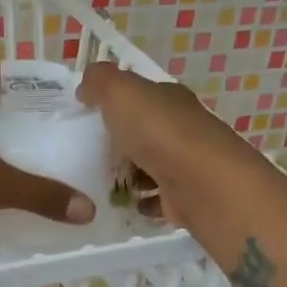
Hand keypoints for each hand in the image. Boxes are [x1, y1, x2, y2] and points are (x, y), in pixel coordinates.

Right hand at [77, 62, 256, 226]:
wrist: (200, 183)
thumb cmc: (158, 132)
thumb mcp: (121, 92)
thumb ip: (100, 82)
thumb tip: (86, 87)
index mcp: (170, 99)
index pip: (143, 95)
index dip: (118, 102)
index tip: (90, 116)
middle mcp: (183, 128)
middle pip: (147, 132)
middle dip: (121, 142)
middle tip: (89, 154)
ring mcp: (187, 164)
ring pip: (152, 165)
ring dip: (131, 174)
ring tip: (102, 182)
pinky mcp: (186, 197)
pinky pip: (159, 197)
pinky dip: (143, 200)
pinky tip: (126, 204)